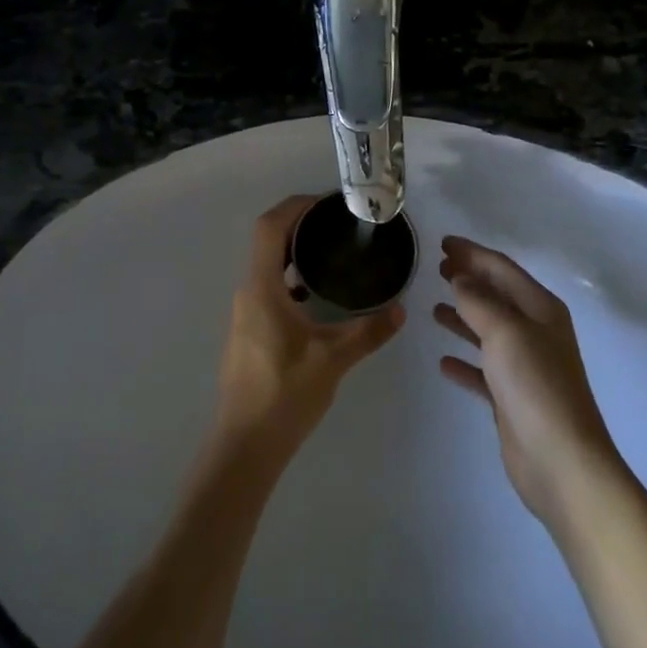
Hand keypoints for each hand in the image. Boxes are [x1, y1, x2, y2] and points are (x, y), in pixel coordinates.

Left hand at [214, 196, 405, 464]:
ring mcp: (246, 312)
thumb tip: (400, 309)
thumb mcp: (333, 360)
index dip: (296, 206)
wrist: (246, 444)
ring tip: (334, 250)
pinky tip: (319, 294)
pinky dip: (291, 277)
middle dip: (301, 224)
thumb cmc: (285, 394)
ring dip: (295, 251)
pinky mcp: (250, 330)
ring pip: (268, 265)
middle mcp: (248, 292)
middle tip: (339, 223)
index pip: (270, 227)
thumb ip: (368, 331)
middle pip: (268, 241)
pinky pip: (270, 287)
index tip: (328, 203)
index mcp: (262, 288)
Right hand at [435, 235, 620, 523]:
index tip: (442, 244)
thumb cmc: (535, 385)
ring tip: (434, 308)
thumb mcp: (505, 331)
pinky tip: (444, 361)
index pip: (502, 269)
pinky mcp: (512, 397)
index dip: (472, 253)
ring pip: (489, 331)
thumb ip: (479, 300)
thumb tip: (460, 277)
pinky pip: (484, 370)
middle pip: (497, 296)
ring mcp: (525, 366)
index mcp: (541, 309)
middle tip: (436, 269)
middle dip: (468, 280)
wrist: (561, 460)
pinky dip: (465, 361)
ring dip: (464, 317)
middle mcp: (535, 332)